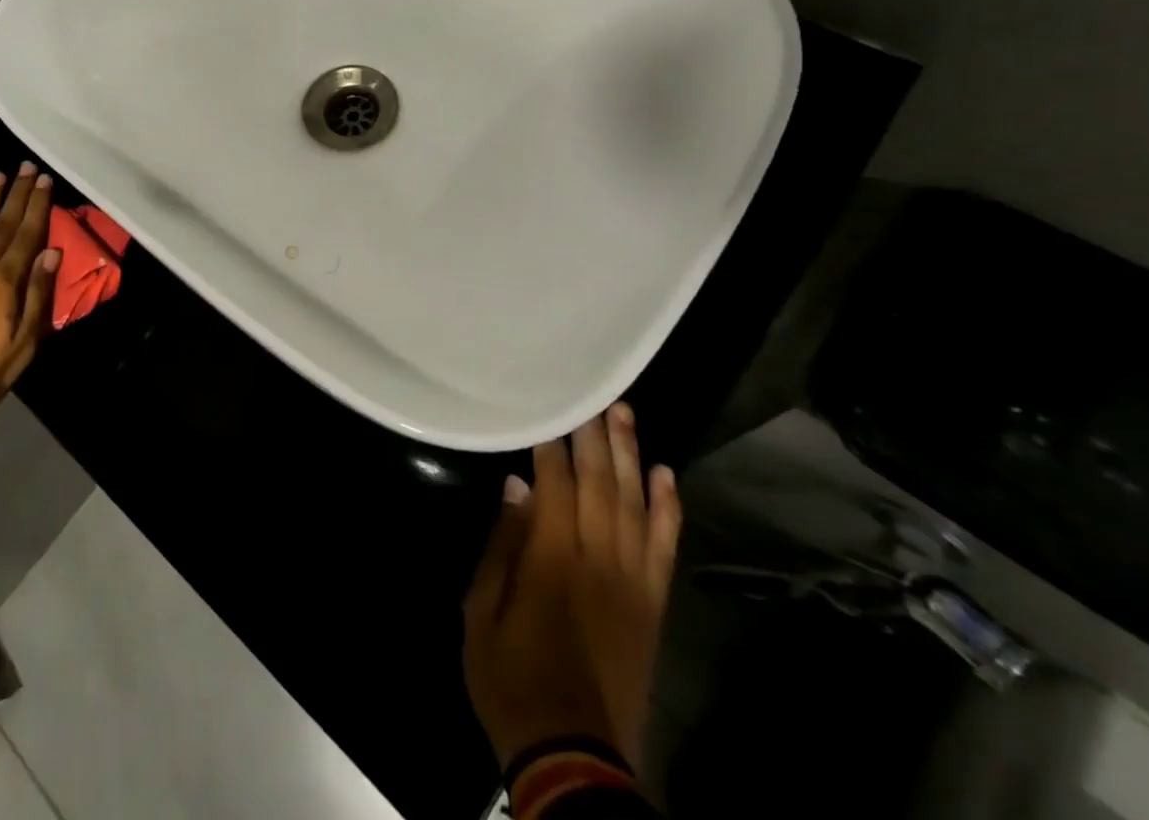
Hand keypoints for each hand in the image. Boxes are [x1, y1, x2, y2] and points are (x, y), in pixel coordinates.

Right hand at [462, 403, 681, 772]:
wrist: (573, 756)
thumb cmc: (511, 677)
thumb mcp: (481, 610)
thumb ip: (502, 546)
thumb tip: (516, 488)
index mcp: (551, 558)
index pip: (555, 483)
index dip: (552, 444)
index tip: (549, 407)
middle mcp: (598, 560)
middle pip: (600, 483)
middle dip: (594, 435)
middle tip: (593, 393)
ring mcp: (632, 582)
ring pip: (635, 505)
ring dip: (630, 456)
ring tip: (625, 414)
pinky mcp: (653, 606)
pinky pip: (665, 548)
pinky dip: (667, 509)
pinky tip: (665, 476)